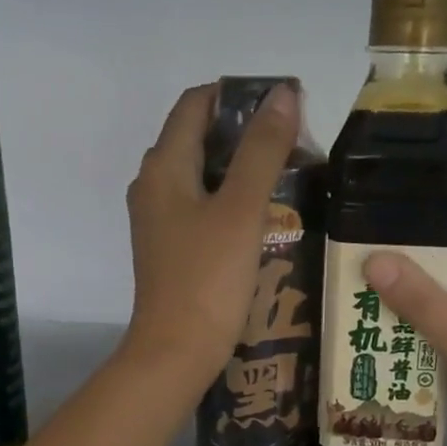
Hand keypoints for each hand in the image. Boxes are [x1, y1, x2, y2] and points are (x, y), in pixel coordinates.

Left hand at [122, 82, 299, 391]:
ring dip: (239, 170)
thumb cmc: (208, 278)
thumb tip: (282, 93)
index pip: (196, 104)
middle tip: (293, 145)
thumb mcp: (241, 209)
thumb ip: (262, 151)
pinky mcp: (171, 250)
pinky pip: (201, 208)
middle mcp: (153, 186)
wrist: (176, 352)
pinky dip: (229, 201)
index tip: (284, 106)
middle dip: (244, 134)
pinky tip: (262, 218)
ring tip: (286, 178)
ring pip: (201, 176)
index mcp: (164, 167)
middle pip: (198, 138)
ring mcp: (159, 221)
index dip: (238, 97)